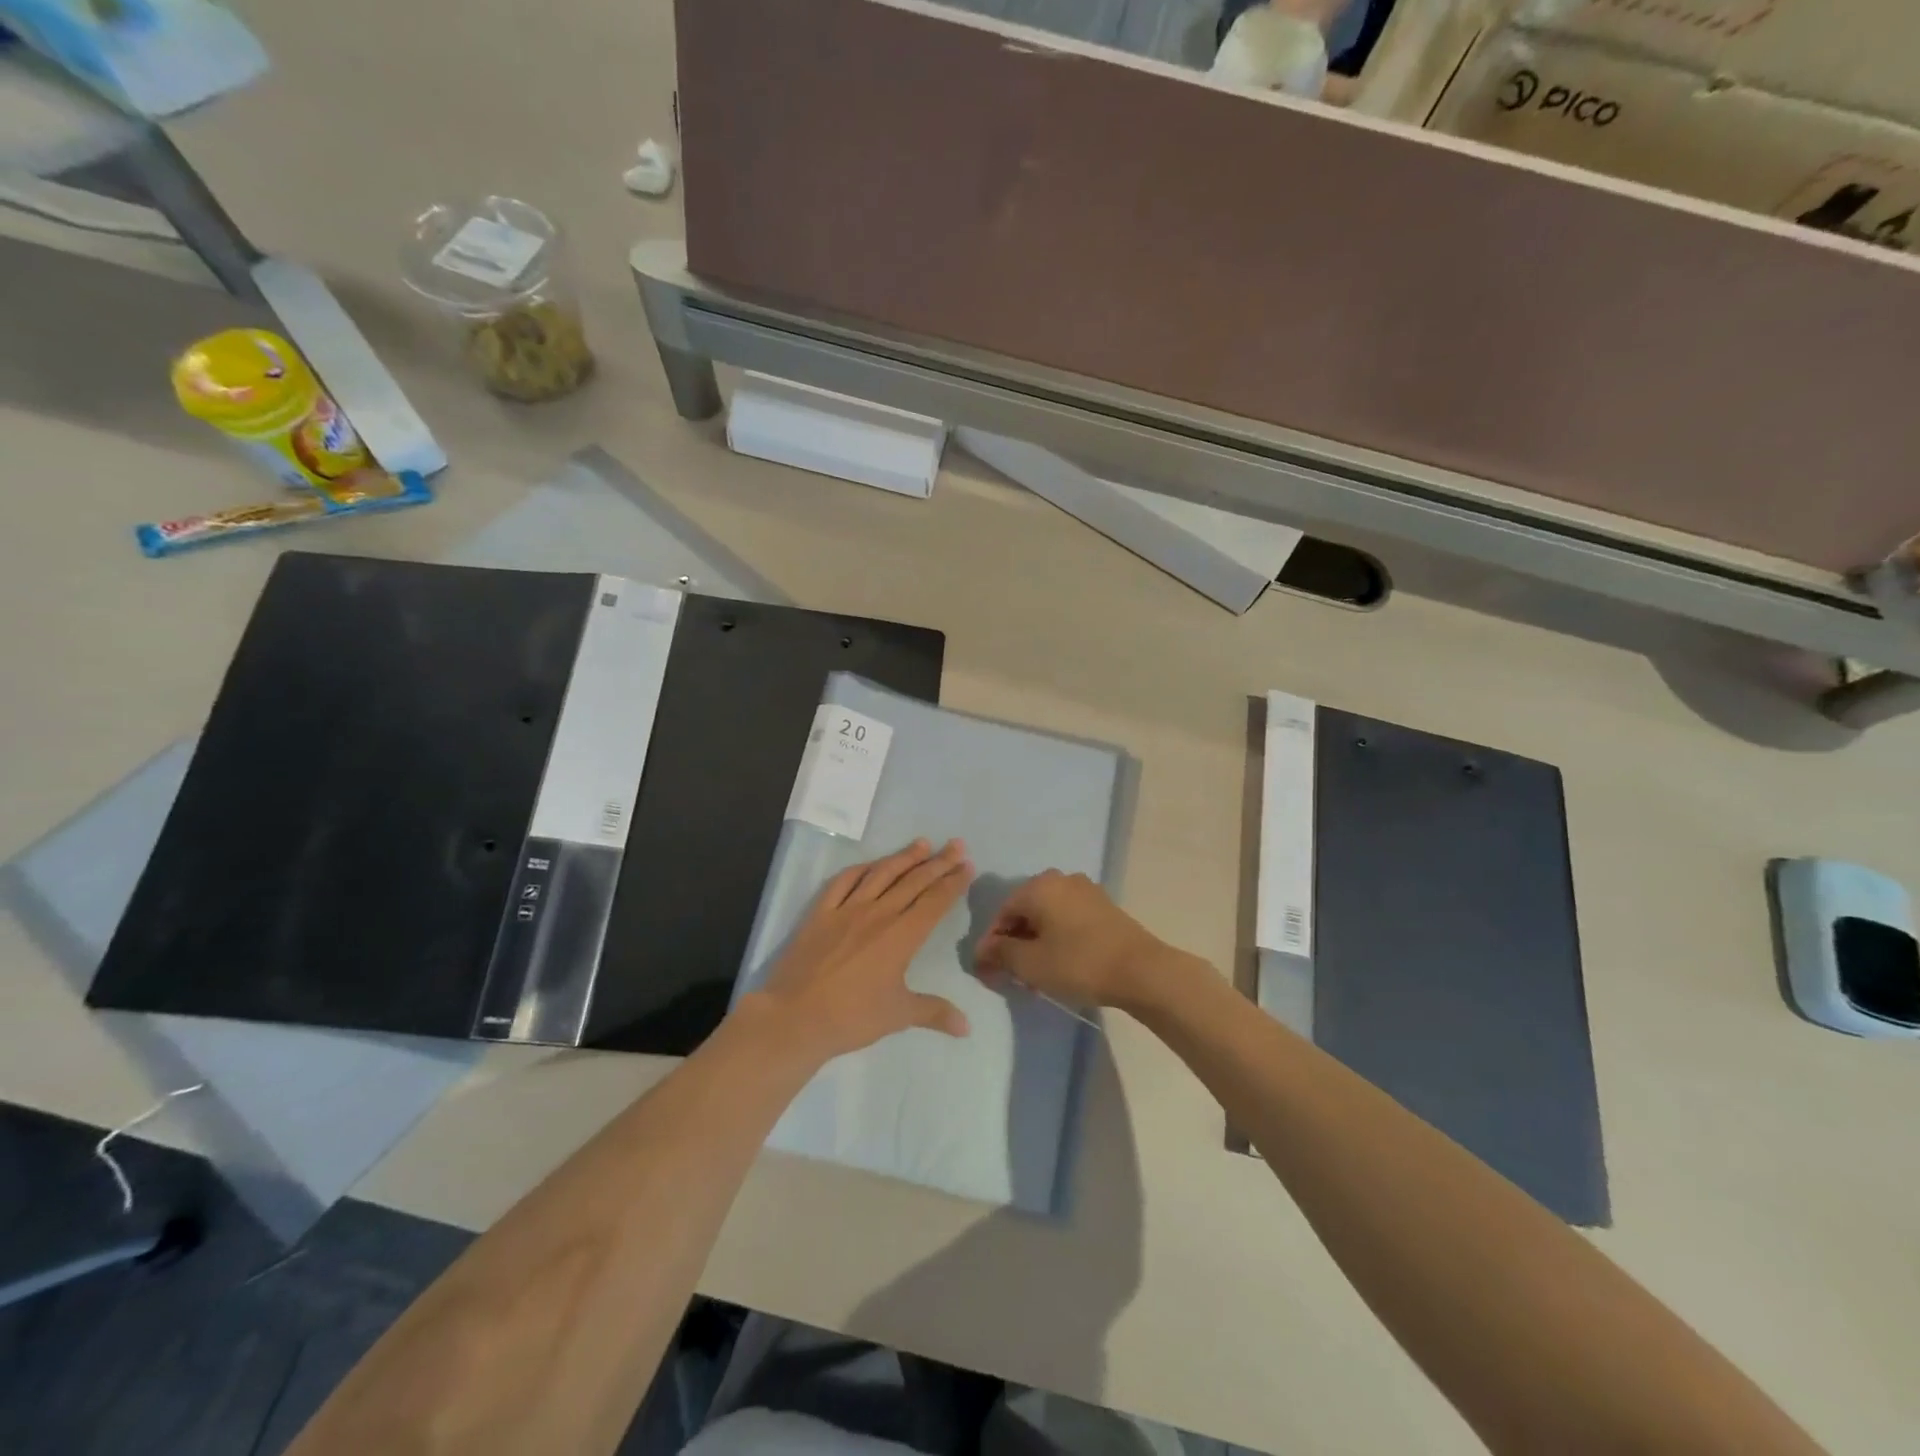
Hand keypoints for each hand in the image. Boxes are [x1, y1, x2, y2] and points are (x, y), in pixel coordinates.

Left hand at [749, 839, 973, 1064]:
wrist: (794, 1017)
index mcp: (902, 936)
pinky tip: (871, 864)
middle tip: (956, 845)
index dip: (953, 882)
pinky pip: (843, 882)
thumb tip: (967, 1027)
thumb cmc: (851, 1017)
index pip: (934, 902)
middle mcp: (878, 914)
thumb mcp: (898, 1016)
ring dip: (904, 857)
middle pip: (914, 881)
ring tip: (922, 843)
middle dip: (938, 862)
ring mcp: (847, 909)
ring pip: (881, 874)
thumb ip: (934, 1012)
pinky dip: (860, 869)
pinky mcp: (820, 913)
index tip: (967, 864)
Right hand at [974, 870, 1179, 1012]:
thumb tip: (982, 950)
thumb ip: (1000, 954)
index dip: (992, 944)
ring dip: (1036, 943)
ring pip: (1047, 916)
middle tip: (1012, 976)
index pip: (1002, 913)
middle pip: (1025, 912)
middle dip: (1015, 944)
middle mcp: (1060, 879)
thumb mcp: (1030, 963)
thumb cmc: (1078, 963)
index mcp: (1038, 886)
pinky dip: (1058, 939)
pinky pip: (1068, 919)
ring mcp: (1085, 890)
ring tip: (1036, 975)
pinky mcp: (1104, 906)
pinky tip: (1060, 964)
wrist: (1141, 970)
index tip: (989, 972)